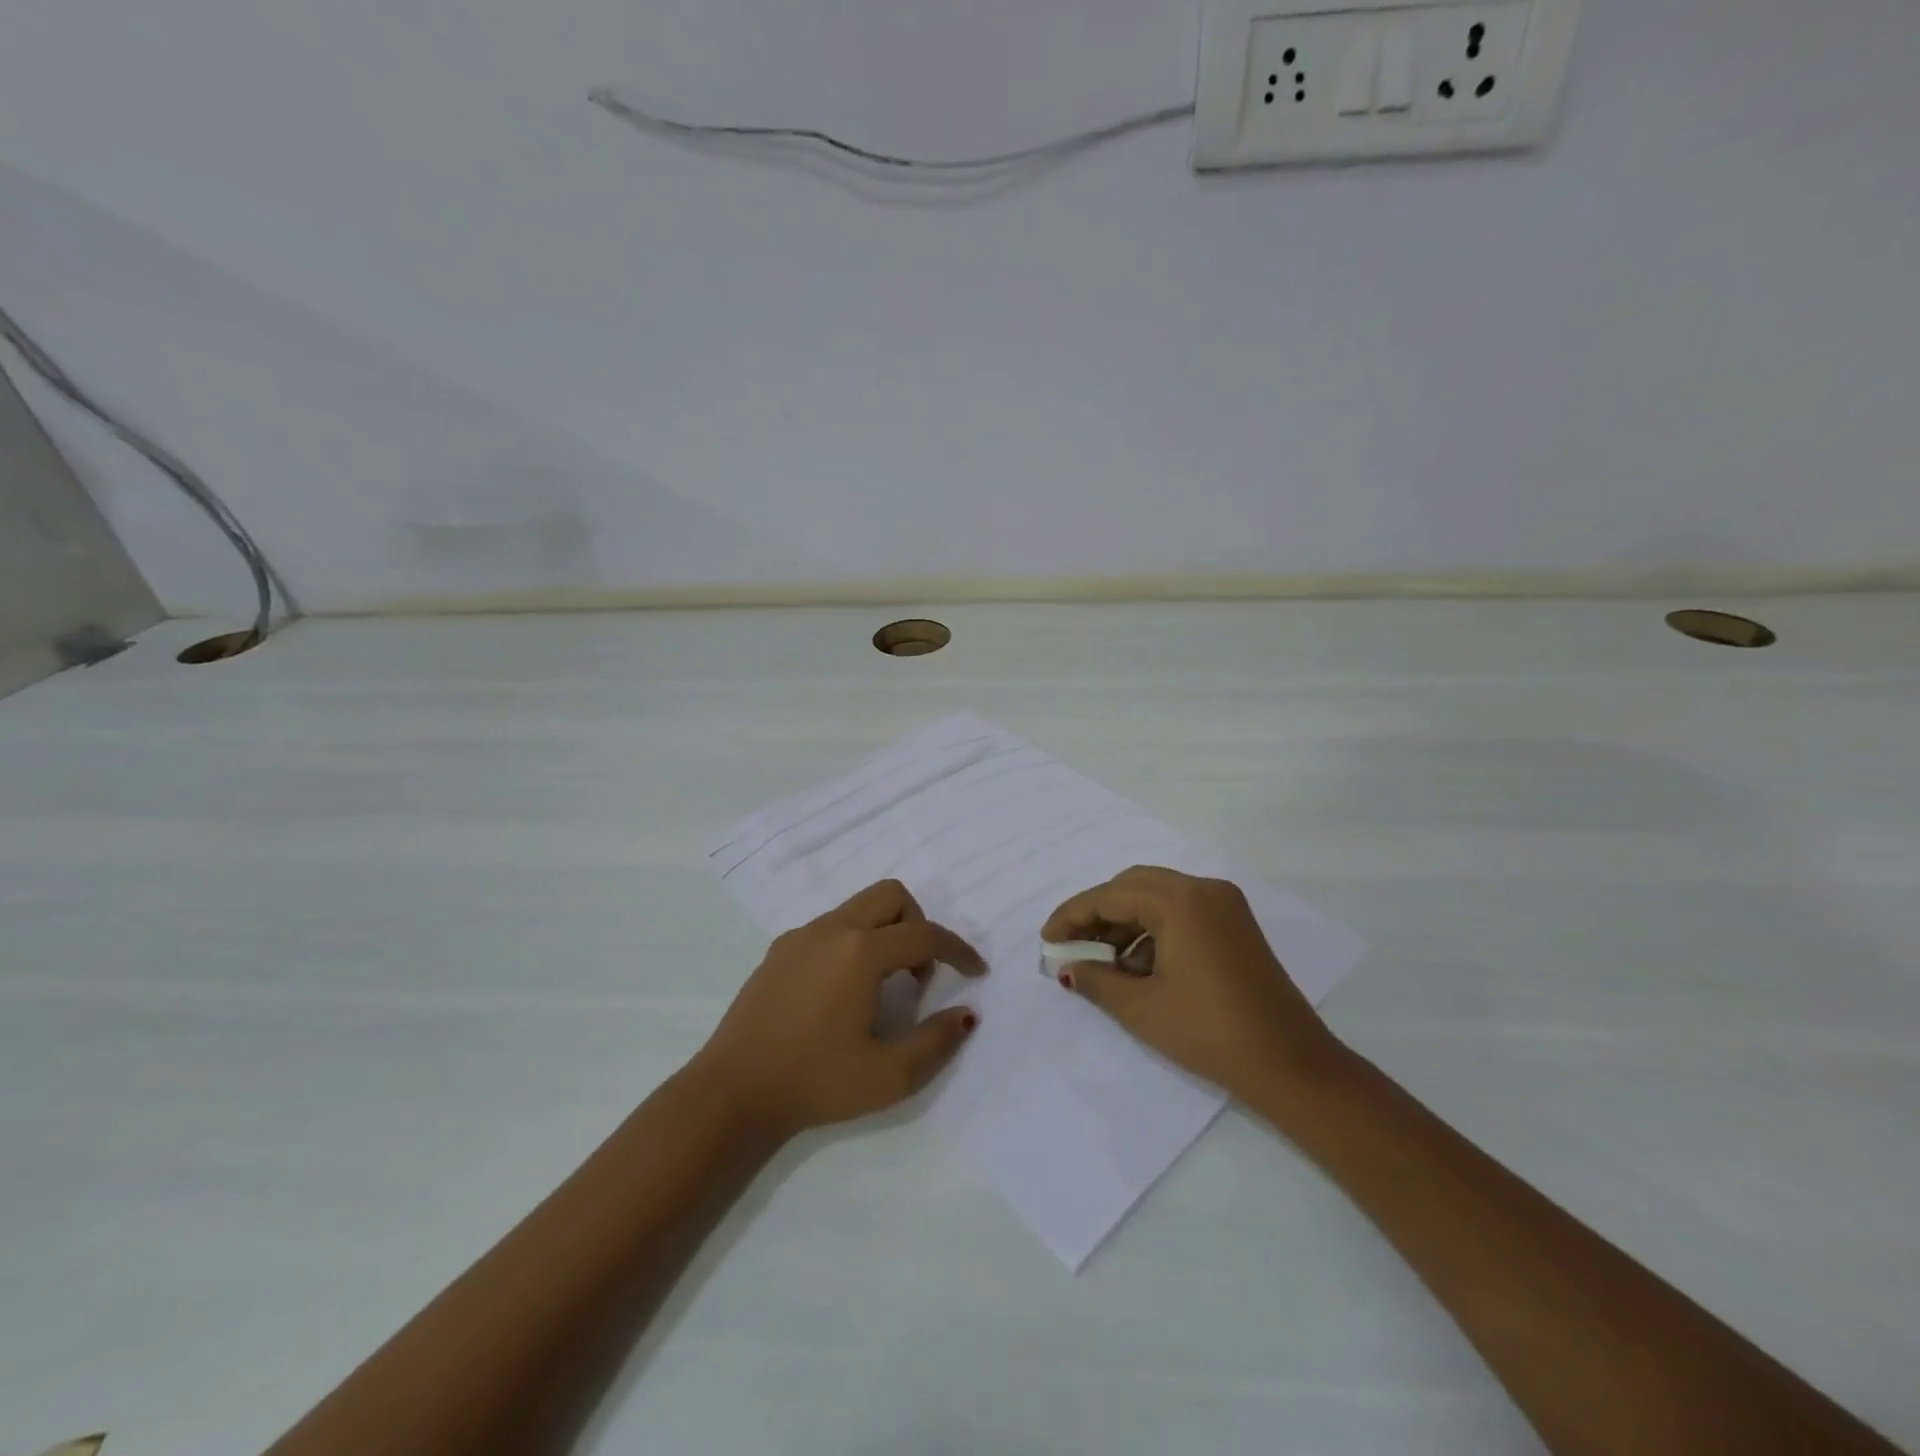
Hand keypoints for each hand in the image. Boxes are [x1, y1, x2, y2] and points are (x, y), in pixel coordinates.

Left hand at [693, 879, 985, 1137]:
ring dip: (886, 932)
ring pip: (859, 907)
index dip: (958, 951)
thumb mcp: (889, 1075)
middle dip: (919, 924)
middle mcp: (832, 929)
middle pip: (891, 895)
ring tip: (885, 986)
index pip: (925, 936)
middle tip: (920, 974)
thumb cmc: (815, 1083)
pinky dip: (854, 942)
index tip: (977, 971)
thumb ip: (936, 1041)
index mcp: (860, 952)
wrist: (731, 1093)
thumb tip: (966, 1014)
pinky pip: (831, 926)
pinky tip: (845, 990)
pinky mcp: (779, 950)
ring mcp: (800, 936)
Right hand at [1042, 866, 1343, 1101]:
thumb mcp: (1141, 1008)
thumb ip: (1095, 980)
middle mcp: (1204, 889)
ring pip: (1158, 896)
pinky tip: (1140, 966)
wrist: (1291, 1065)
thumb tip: (1066, 967)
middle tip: (1072, 945)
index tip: (1046, 939)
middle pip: (1133, 885)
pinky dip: (1154, 929)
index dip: (1072, 915)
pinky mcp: (1236, 924)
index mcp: (1180, 901)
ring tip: (1103, 961)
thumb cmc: (1209, 1033)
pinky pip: (1181, 911)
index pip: (1110, 895)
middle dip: (1098, 912)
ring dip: (1126, 921)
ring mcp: (1225, 904)